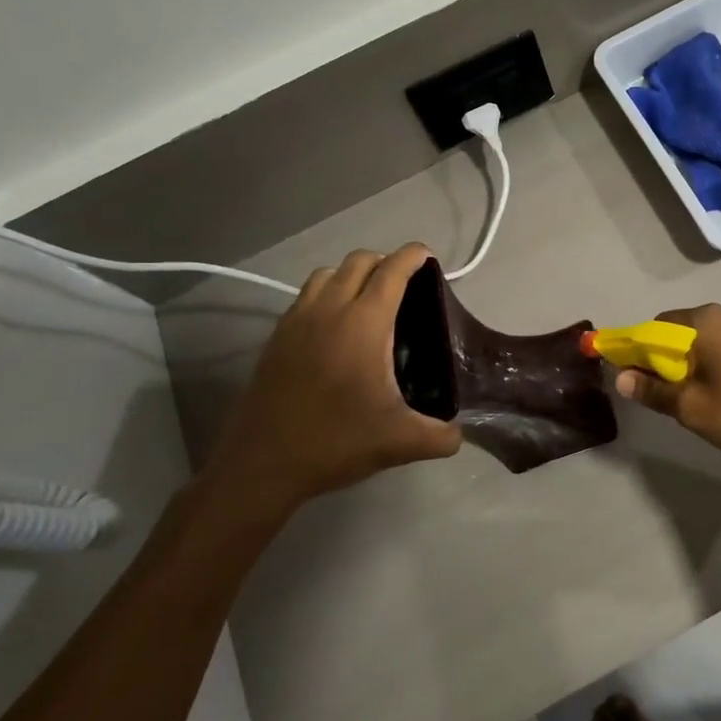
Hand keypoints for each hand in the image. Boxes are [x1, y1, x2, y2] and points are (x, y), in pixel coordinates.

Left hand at [205, 244, 462, 528]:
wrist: (262, 464)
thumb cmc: (335, 442)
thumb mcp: (400, 442)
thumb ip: (441, 436)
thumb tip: (459, 434)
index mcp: (364, 323)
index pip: (392, 271)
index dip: (413, 256)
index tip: (428, 257)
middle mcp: (329, 310)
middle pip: (359, 261)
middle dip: (385, 262)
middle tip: (405, 284)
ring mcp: (297, 320)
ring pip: (327, 274)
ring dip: (352, 274)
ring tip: (368, 300)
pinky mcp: (276, 337)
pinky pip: (305, 296)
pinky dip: (326, 294)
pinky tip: (334, 327)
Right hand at [616, 305, 720, 484]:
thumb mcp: (695, 410)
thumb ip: (654, 391)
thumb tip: (621, 377)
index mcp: (709, 322)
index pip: (657, 326)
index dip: (640, 351)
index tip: (637, 378)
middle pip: (687, 331)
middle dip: (672, 360)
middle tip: (673, 397)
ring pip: (716, 342)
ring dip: (702, 364)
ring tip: (707, 402)